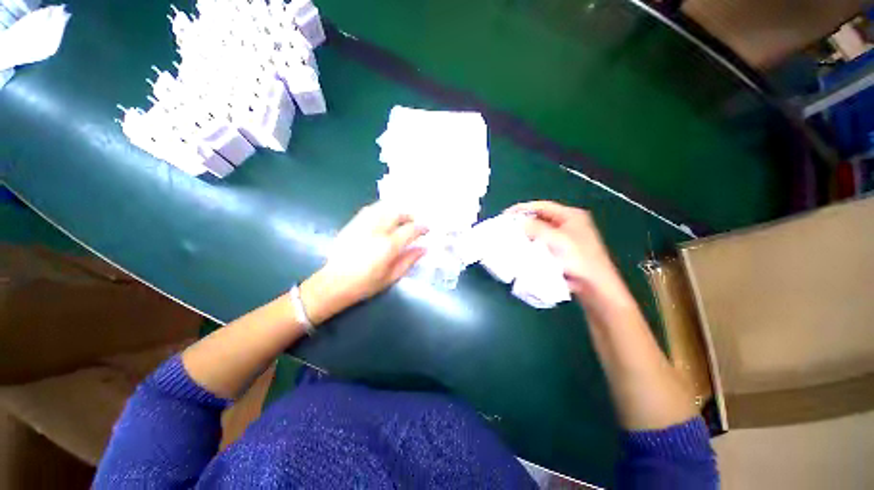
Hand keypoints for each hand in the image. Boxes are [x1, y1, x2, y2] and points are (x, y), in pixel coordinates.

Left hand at [300, 203, 427, 323]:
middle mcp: (376, 231)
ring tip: (400, 217)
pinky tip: (383, 215)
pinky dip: (380, 209)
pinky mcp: (351, 225)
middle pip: (397, 213)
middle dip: (408, 215)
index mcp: (388, 246)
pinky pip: (368, 210)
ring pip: (382, 208)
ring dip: (395, 210)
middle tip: (414, 222)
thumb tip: (424, 249)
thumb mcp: (391, 277)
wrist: (334, 283)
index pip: (410, 230)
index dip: (421, 228)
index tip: (426, 229)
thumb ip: (409, 260)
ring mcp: (362, 226)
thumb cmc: (365, 284)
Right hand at [507, 201, 630, 304]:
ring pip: (541, 231)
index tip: (505, 215)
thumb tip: (519, 222)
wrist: (594, 286)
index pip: (542, 206)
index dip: (522, 208)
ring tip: (511, 237)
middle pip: (541, 217)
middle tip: (507, 227)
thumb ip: (536, 228)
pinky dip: (532, 243)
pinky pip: (543, 242)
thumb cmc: (578, 259)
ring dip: (527, 233)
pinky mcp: (562, 250)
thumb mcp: (556, 239)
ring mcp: (566, 237)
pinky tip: (522, 248)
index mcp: (571, 215)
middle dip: (523, 221)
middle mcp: (569, 223)